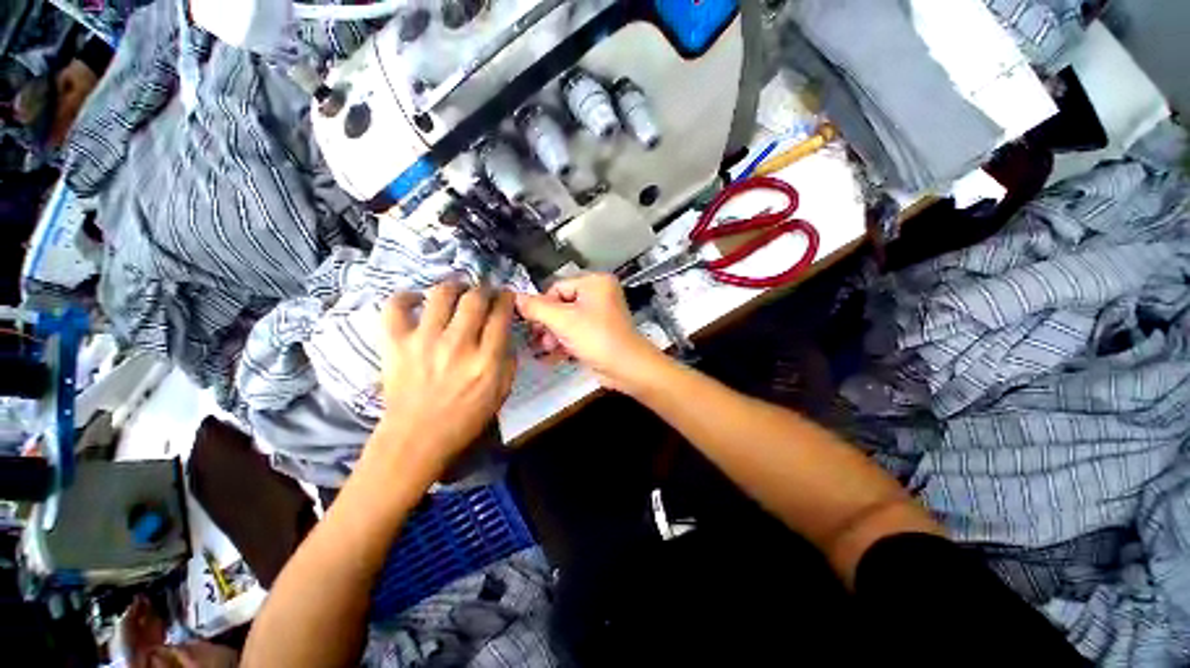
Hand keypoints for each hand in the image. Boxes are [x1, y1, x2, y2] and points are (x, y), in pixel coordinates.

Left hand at [363, 284, 515, 489]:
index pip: (500, 315)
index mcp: (486, 361)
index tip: (505, 295)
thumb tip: (505, 332)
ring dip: (454, 286)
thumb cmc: (464, 419)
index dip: (506, 298)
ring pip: (441, 294)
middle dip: (484, 288)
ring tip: (457, 289)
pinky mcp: (396, 344)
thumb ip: (508, 360)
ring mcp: (424, 341)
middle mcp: (458, 345)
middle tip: (484, 292)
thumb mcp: (501, 393)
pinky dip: (407, 297)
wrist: (416, 439)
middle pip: (475, 298)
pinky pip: (396, 306)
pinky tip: (418, 300)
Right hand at [515, 273, 663, 391]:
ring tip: (548, 349)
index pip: (557, 287)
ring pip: (567, 321)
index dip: (542, 306)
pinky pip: (577, 332)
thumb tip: (514, 298)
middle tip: (539, 340)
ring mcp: (601, 314)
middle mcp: (599, 294)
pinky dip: (566, 342)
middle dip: (548, 324)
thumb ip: (537, 308)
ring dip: (554, 335)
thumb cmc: (596, 338)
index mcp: (595, 282)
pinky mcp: (600, 332)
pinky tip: (554, 356)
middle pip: (561, 305)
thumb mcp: (563, 321)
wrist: (627, 368)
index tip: (533, 325)